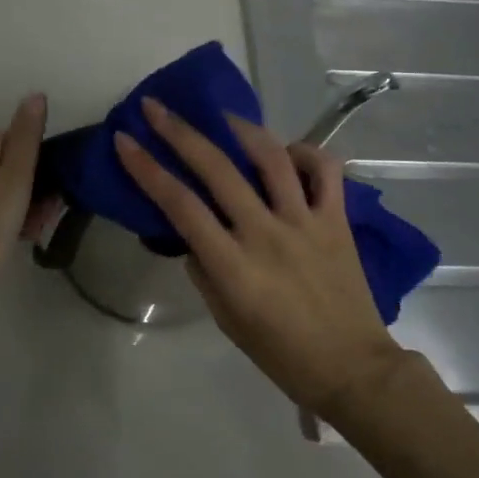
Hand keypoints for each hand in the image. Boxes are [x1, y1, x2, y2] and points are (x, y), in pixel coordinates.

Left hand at [0, 93, 46, 326]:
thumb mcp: (15, 180)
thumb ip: (27, 136)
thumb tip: (36, 94)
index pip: (19, 142)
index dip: (38, 171)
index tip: (48, 202)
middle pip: (2, 164)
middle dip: (24, 189)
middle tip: (37, 224)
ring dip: (8, 205)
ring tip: (20, 237)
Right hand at [114, 97, 405, 417]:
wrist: (353, 369)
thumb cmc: (281, 353)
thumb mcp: (226, 319)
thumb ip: (204, 270)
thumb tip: (194, 233)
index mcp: (233, 266)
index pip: (180, 205)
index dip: (147, 168)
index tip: (125, 140)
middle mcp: (266, 234)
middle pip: (217, 169)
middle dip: (180, 132)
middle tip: (156, 108)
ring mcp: (305, 222)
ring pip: (272, 158)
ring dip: (240, 129)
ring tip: (221, 115)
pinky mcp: (337, 220)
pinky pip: (325, 170)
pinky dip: (306, 152)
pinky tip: (288, 151)